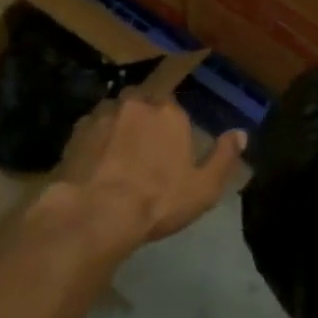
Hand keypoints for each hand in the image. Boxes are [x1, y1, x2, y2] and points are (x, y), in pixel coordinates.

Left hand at [35, 91, 245, 256]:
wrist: (96, 213)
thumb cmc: (158, 200)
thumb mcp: (204, 187)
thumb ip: (224, 156)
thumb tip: (241, 133)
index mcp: (169, 112)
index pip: (174, 108)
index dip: (171, 128)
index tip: (169, 150)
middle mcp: (136, 103)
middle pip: (143, 104)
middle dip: (144, 121)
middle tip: (143, 152)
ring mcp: (103, 114)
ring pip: (115, 114)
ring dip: (118, 129)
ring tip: (116, 158)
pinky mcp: (76, 131)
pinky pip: (91, 130)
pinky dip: (94, 142)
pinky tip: (94, 165)